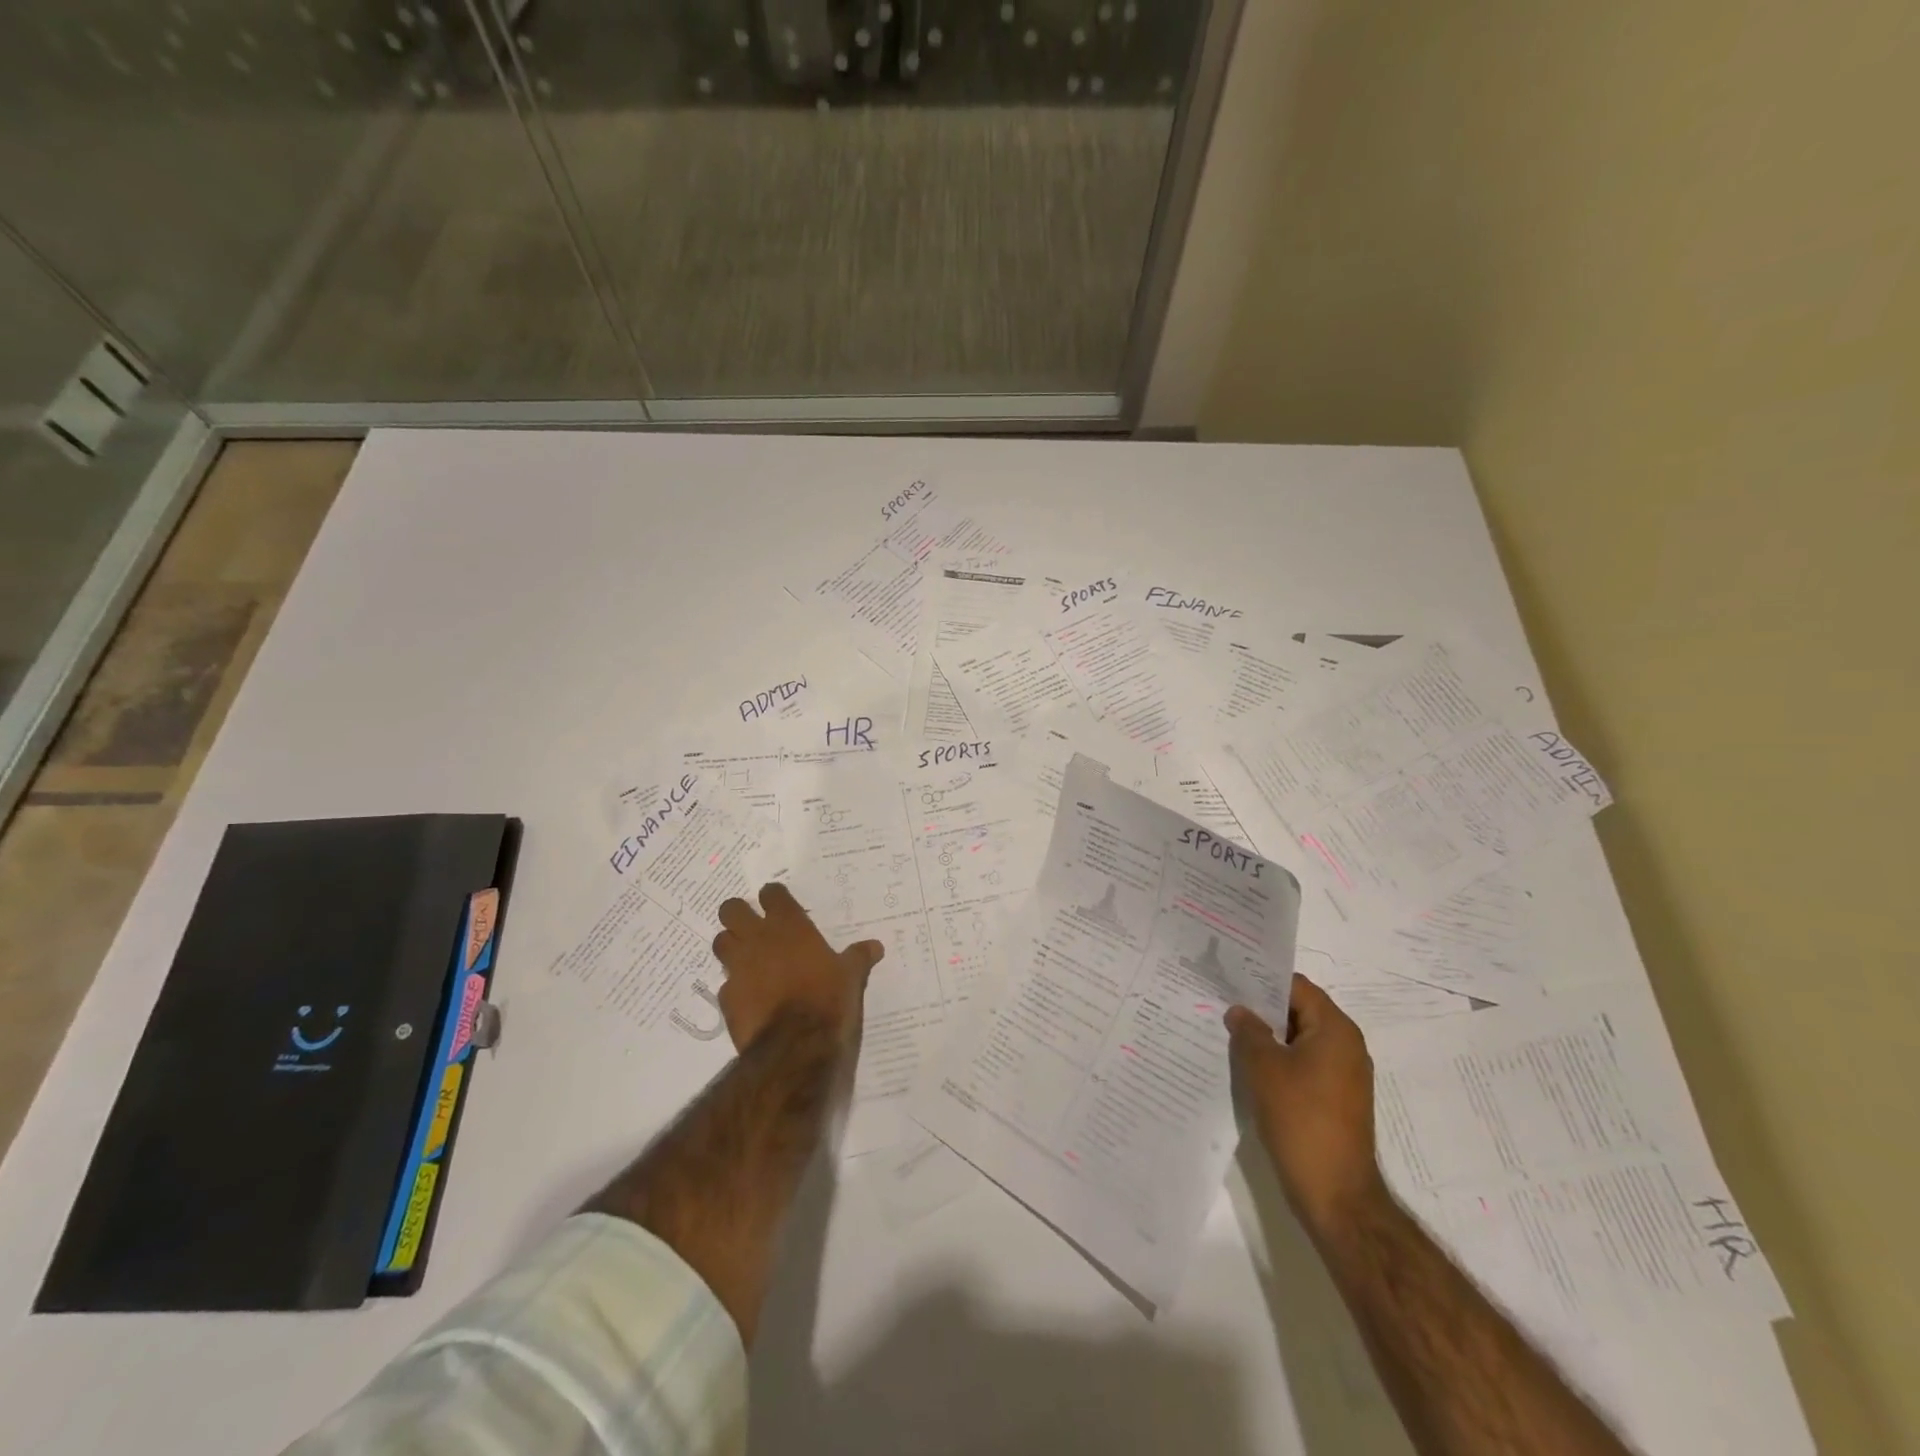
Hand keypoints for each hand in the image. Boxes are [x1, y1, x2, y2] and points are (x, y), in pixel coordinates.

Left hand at [711, 883, 883, 1052]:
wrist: (796, 1044)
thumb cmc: (827, 998)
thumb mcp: (851, 976)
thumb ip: (858, 957)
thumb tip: (876, 946)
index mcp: (790, 926)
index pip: (772, 894)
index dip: (773, 897)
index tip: (779, 903)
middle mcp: (759, 939)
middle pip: (731, 910)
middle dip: (738, 914)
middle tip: (752, 925)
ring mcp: (738, 968)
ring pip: (720, 942)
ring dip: (730, 946)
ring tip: (745, 956)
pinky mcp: (727, 997)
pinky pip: (725, 983)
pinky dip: (734, 986)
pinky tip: (748, 996)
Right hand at [1227, 975, 1387, 1237]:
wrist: (1336, 1194)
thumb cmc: (1301, 1119)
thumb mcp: (1264, 1068)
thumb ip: (1248, 1031)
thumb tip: (1239, 1011)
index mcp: (1335, 1030)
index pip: (1296, 987)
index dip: (1261, 979)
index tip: (1228, 977)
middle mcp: (1346, 1046)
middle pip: (1298, 1011)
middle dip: (1261, 1008)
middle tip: (1221, 1002)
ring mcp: (1343, 1075)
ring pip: (1298, 1040)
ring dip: (1267, 1036)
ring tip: (1227, 1032)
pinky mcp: (1335, 1099)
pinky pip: (1303, 1065)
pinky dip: (1277, 1060)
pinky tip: (1247, 1066)